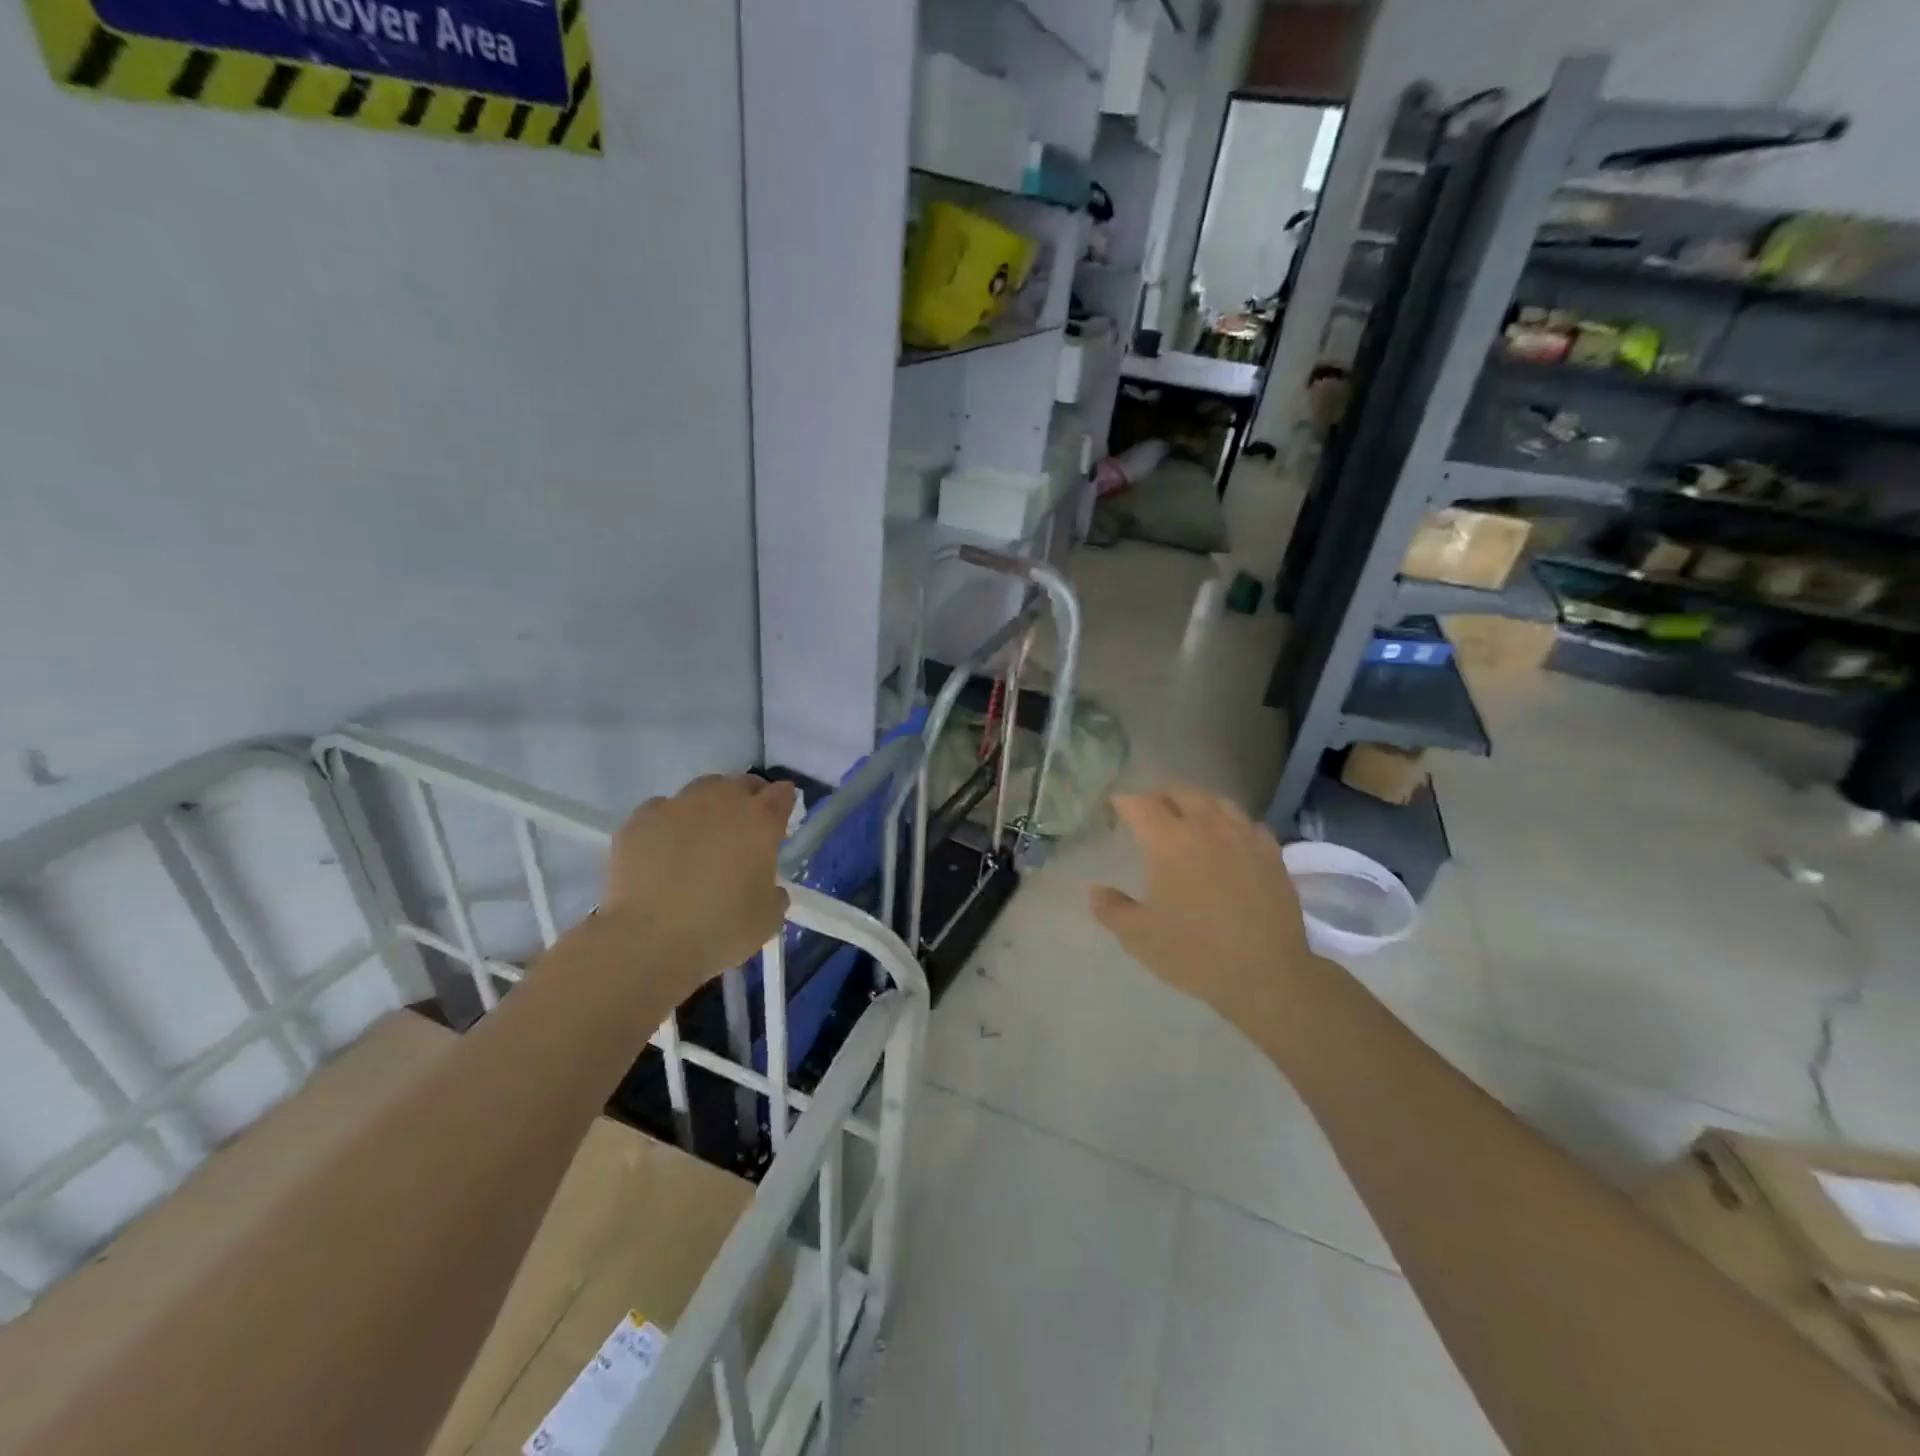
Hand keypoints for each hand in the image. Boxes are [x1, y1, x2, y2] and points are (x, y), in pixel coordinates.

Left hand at [602, 774, 796, 984]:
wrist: (648, 939)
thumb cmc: (720, 929)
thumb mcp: (768, 919)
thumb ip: (775, 894)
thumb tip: (769, 889)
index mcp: (760, 821)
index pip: (782, 793)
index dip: (784, 803)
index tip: (780, 820)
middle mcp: (721, 802)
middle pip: (742, 783)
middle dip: (749, 799)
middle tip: (745, 828)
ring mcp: (677, 806)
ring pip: (701, 789)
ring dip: (710, 804)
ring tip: (703, 833)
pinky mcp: (640, 820)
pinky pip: (661, 809)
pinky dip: (669, 821)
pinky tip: (665, 845)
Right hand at [1090, 789, 1321, 1029]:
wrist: (1267, 975)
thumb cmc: (1195, 953)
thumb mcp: (1139, 937)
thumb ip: (1112, 909)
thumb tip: (1094, 891)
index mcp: (1169, 841)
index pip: (1141, 805)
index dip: (1124, 802)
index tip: (1116, 806)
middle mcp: (1207, 828)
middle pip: (1181, 793)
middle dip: (1160, 796)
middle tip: (1150, 810)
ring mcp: (1244, 838)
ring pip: (1217, 802)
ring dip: (1197, 804)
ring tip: (1189, 818)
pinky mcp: (1272, 855)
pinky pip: (1248, 824)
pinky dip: (1231, 824)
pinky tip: (1229, 840)